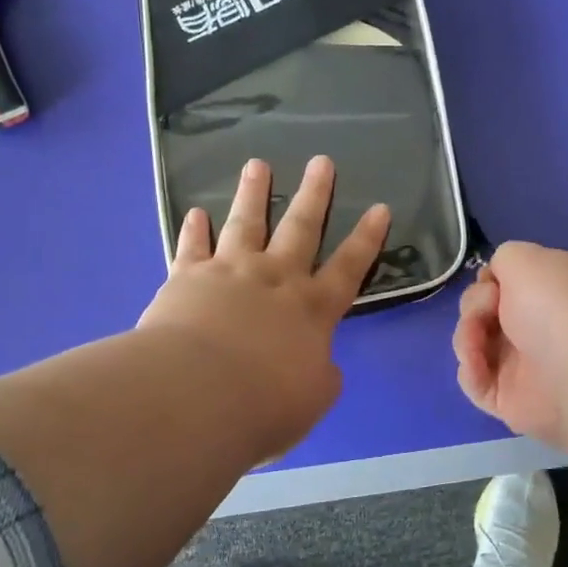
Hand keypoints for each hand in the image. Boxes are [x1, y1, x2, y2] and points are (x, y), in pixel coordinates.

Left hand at [139, 157, 389, 460]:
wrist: (196, 397)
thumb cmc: (263, 405)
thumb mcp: (312, 400)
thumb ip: (320, 376)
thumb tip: (319, 365)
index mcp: (312, 310)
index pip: (349, 267)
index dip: (367, 239)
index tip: (380, 208)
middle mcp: (275, 280)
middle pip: (300, 229)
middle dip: (314, 195)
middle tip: (321, 161)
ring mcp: (230, 273)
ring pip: (245, 223)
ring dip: (253, 193)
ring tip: (257, 164)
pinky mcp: (187, 278)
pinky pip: (192, 247)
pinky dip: (194, 230)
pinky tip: (195, 212)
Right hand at [453, 240, 567, 447]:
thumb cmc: (555, 303)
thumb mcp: (524, 257)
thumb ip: (504, 259)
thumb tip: (495, 281)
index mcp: (548, 294)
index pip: (505, 286)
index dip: (488, 282)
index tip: (490, 282)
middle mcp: (536, 328)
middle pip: (483, 314)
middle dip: (475, 306)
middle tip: (489, 308)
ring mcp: (522, 367)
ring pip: (474, 346)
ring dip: (466, 337)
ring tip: (477, 340)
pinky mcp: (508, 401)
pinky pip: (475, 383)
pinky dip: (470, 371)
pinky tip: (477, 363)